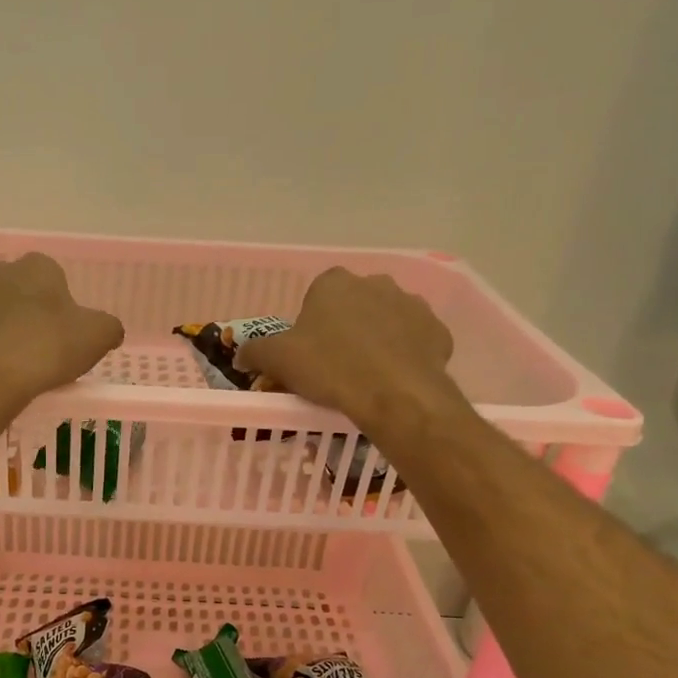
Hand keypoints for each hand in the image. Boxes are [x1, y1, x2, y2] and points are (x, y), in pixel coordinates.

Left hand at [0, 253, 124, 415]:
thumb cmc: (45, 348)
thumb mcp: (97, 337)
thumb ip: (109, 327)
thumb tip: (109, 330)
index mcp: (37, 265)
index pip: (57, 278)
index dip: (66, 307)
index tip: (70, 335)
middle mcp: (0, 272)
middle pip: (25, 293)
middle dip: (35, 315)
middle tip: (48, 350)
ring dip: (10, 332)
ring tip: (22, 366)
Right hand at [235, 268, 459, 433]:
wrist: (394, 394)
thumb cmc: (329, 368)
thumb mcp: (277, 360)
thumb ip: (254, 352)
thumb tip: (240, 355)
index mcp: (334, 282)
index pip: (316, 296)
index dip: (309, 325)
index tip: (307, 352)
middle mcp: (376, 282)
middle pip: (353, 305)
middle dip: (345, 328)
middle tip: (333, 365)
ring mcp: (412, 304)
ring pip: (386, 321)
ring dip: (376, 340)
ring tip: (365, 376)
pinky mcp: (438, 331)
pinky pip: (414, 341)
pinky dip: (404, 355)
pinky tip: (392, 380)